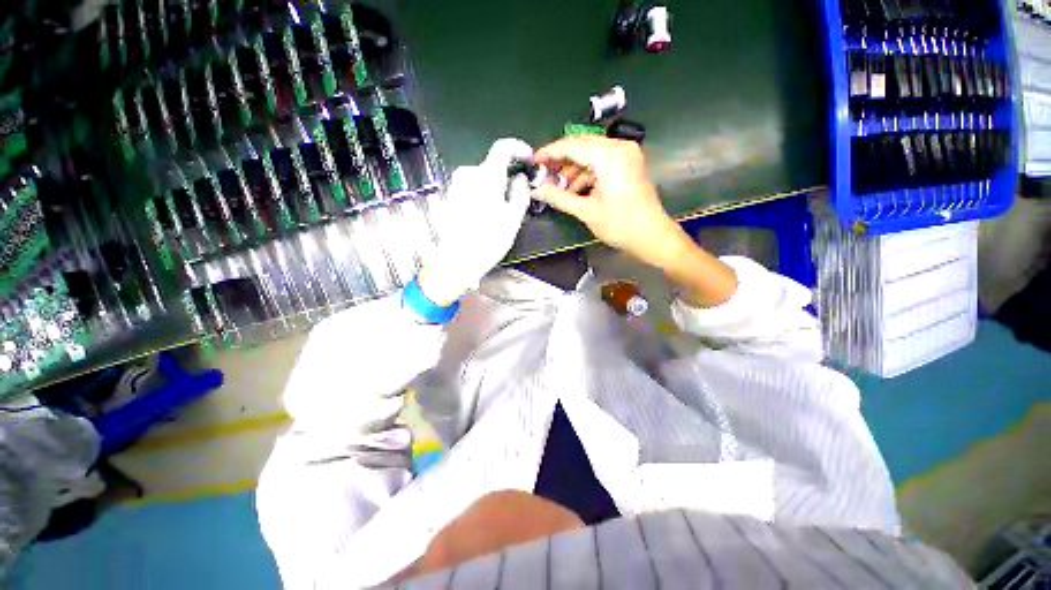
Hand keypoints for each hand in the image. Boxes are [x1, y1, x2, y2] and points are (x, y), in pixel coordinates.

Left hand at [420, 138, 532, 305]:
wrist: (456, 261)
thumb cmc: (489, 240)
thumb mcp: (513, 218)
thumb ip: (521, 192)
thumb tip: (520, 178)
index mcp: (486, 176)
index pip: (503, 148)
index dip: (519, 149)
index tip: (529, 159)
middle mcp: (467, 174)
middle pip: (492, 166)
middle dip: (506, 176)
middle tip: (517, 196)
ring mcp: (456, 186)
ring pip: (482, 178)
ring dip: (494, 187)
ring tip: (501, 211)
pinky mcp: (450, 197)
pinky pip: (471, 188)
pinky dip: (482, 194)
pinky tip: (485, 215)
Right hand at [534, 136, 736, 306]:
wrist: (652, 236)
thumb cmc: (620, 225)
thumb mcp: (586, 211)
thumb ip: (559, 197)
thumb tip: (536, 190)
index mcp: (609, 156)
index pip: (572, 145)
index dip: (549, 153)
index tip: (533, 162)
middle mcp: (620, 147)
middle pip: (581, 145)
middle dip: (561, 160)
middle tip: (543, 174)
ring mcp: (626, 154)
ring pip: (591, 153)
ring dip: (573, 168)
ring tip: (559, 187)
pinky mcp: (629, 164)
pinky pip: (601, 161)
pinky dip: (587, 173)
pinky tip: (576, 189)